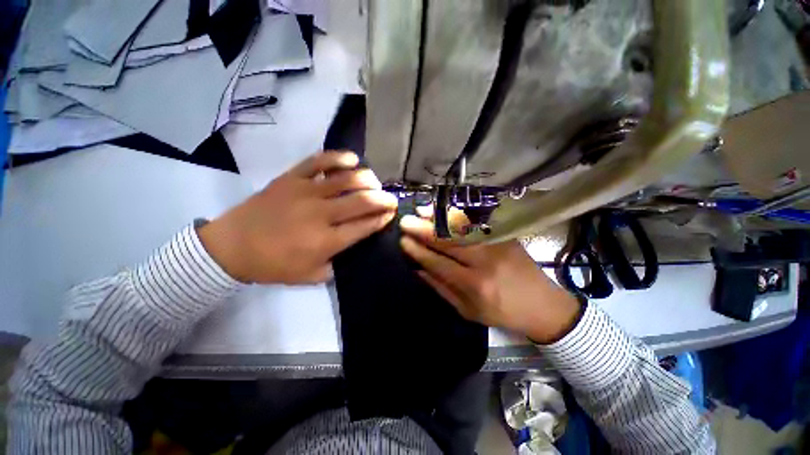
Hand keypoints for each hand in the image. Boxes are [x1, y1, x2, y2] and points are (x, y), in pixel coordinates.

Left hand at [198, 151, 397, 283]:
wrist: (231, 246)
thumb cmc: (273, 265)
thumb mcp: (310, 276)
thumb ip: (337, 265)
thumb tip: (355, 247)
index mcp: (326, 241)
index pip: (365, 226)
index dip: (382, 218)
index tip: (392, 213)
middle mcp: (321, 214)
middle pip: (362, 201)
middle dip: (383, 199)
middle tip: (391, 198)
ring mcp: (305, 192)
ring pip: (346, 179)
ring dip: (367, 179)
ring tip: (374, 182)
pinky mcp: (291, 178)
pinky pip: (318, 161)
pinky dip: (338, 157)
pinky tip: (351, 159)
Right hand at [399, 214, 581, 343]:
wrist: (544, 305)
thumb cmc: (503, 313)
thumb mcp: (468, 311)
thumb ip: (441, 289)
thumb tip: (418, 270)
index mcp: (475, 285)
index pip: (438, 263)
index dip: (418, 251)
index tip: (403, 241)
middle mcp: (485, 261)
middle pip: (448, 241)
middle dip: (423, 230)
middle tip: (405, 221)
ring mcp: (497, 244)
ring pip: (462, 227)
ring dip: (438, 217)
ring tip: (421, 210)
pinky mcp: (505, 235)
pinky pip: (476, 223)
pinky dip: (457, 215)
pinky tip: (445, 210)